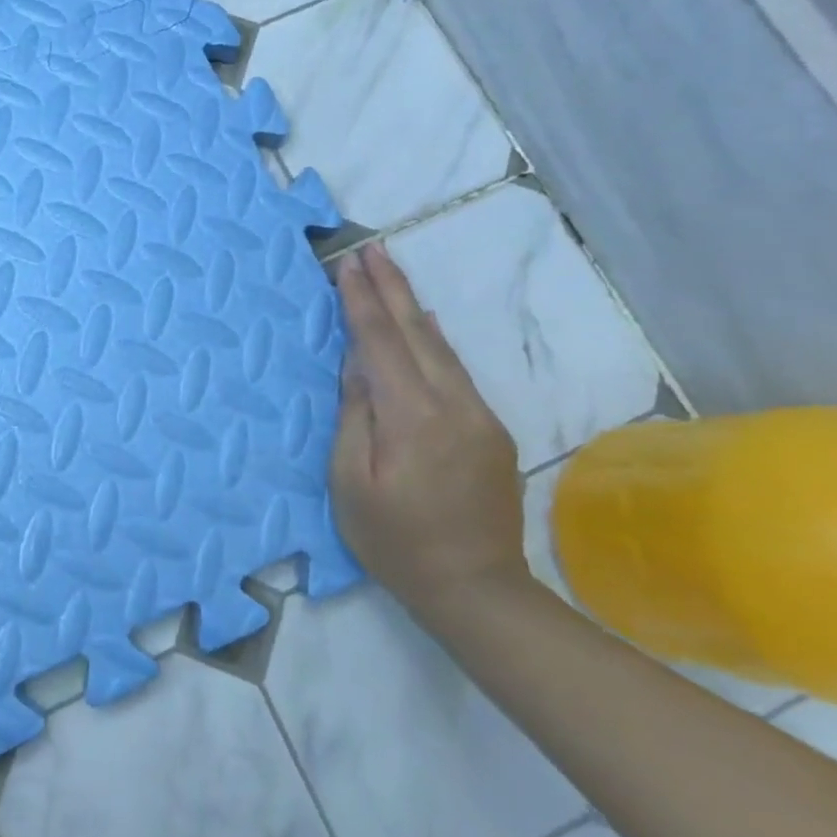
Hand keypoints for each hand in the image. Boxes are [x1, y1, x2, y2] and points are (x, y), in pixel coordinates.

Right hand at [330, 244, 527, 625]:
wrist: (476, 588)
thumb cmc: (395, 540)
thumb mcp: (351, 483)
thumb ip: (355, 417)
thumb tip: (358, 365)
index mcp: (414, 417)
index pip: (382, 344)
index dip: (361, 302)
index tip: (347, 264)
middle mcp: (454, 405)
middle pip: (417, 332)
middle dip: (391, 287)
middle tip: (370, 248)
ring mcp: (478, 416)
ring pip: (441, 348)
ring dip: (411, 307)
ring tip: (389, 273)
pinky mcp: (489, 429)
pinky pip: (454, 370)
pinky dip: (430, 339)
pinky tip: (420, 326)